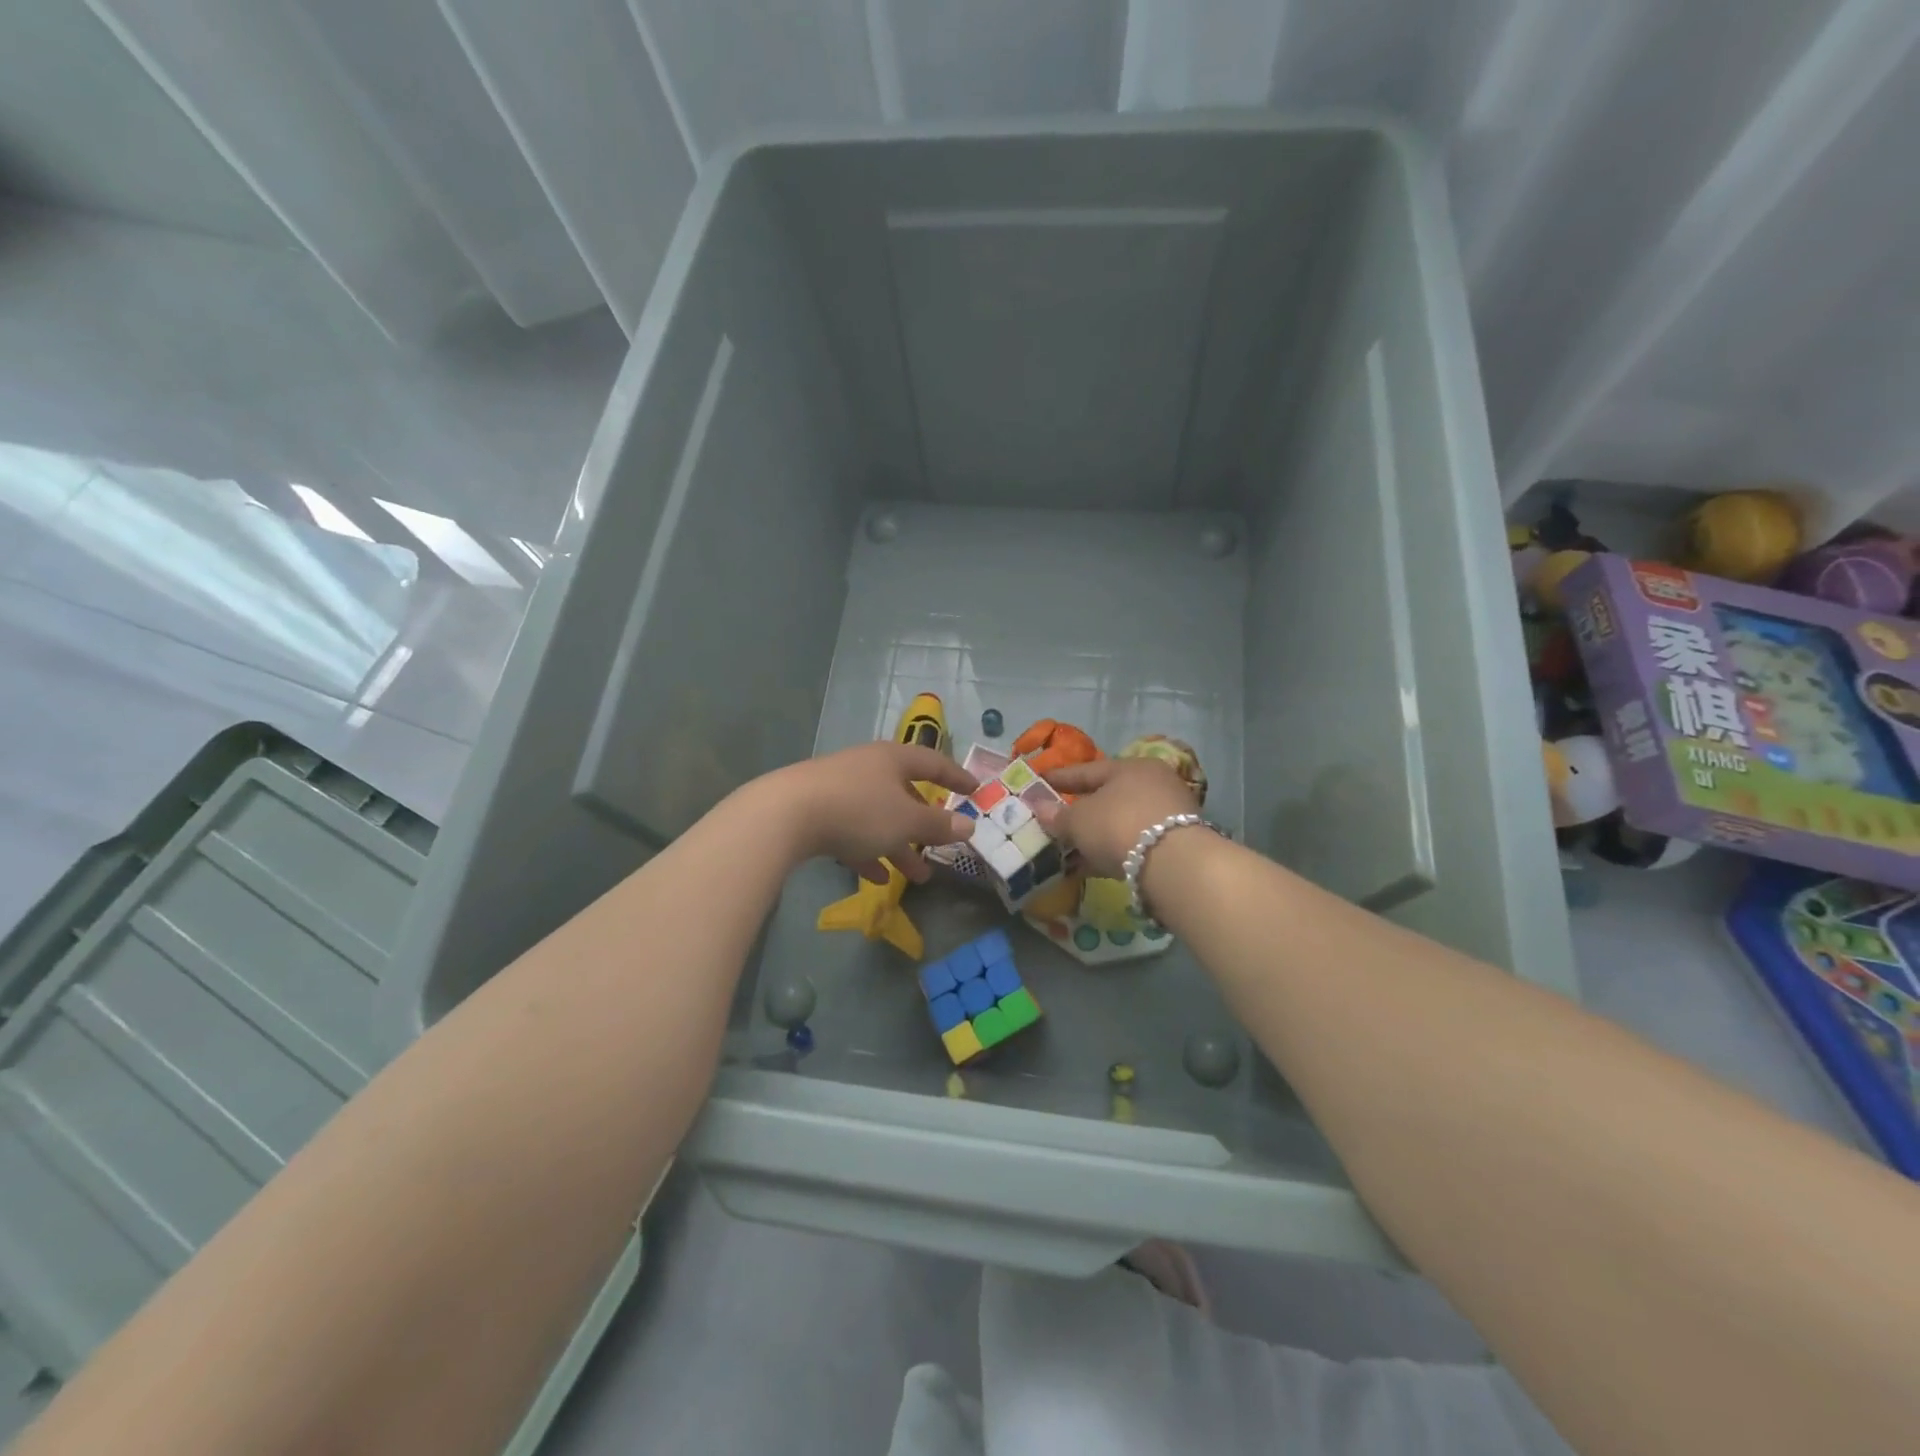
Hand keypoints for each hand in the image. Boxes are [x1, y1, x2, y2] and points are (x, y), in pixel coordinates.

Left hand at [772, 741, 977, 882]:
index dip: (956, 776)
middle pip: (904, 794)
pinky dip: (867, 852)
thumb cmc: (859, 810)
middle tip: (942, 845)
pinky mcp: (817, 810)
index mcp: (893, 759)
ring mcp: (839, 788)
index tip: (975, 790)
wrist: (785, 814)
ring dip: (899, 846)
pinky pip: (851, 831)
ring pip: (879, 817)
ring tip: (918, 877)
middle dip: (924, 824)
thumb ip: (938, 825)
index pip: (934, 763)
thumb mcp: (906, 821)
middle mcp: (867, 767)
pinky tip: (876, 878)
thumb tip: (969, 826)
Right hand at [1035, 758, 1199, 877]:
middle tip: (1056, 818)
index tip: (1039, 781)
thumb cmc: (1118, 825)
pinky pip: (1132, 843)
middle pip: (1108, 796)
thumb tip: (1039, 807)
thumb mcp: (1079, 820)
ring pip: (1121, 822)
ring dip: (1096, 835)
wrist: (1174, 864)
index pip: (1087, 770)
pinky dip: (1111, 851)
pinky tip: (1090, 866)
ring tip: (1069, 849)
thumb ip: (1057, 815)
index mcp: (1130, 767)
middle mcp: (1153, 784)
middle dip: (1080, 809)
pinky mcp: (1175, 844)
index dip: (1060, 777)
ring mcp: (1168, 814)